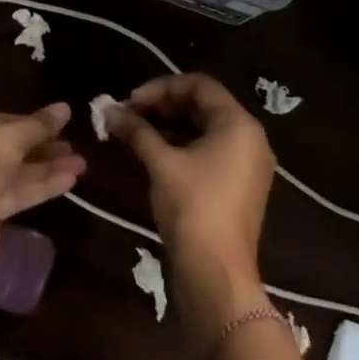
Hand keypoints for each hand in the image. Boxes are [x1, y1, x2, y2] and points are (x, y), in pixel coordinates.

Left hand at [0, 103, 85, 254]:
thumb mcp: (11, 134)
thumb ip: (39, 124)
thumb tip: (65, 108)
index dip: (28, 123)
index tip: (57, 124)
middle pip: (5, 147)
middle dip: (41, 147)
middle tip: (72, 146)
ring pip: (12, 173)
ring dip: (46, 167)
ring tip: (81, 164)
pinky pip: (13, 194)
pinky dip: (39, 186)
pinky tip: (70, 181)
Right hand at [104, 75, 273, 346]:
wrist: (217, 274)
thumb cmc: (193, 208)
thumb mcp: (161, 163)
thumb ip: (136, 131)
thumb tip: (108, 110)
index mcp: (239, 124)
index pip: (199, 85)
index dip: (161, 87)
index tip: (130, 102)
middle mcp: (250, 138)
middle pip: (204, 105)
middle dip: (163, 106)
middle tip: (129, 116)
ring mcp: (248, 164)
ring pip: (205, 129)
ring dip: (170, 126)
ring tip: (136, 133)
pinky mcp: (240, 186)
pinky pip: (210, 151)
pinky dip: (183, 146)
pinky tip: (154, 154)